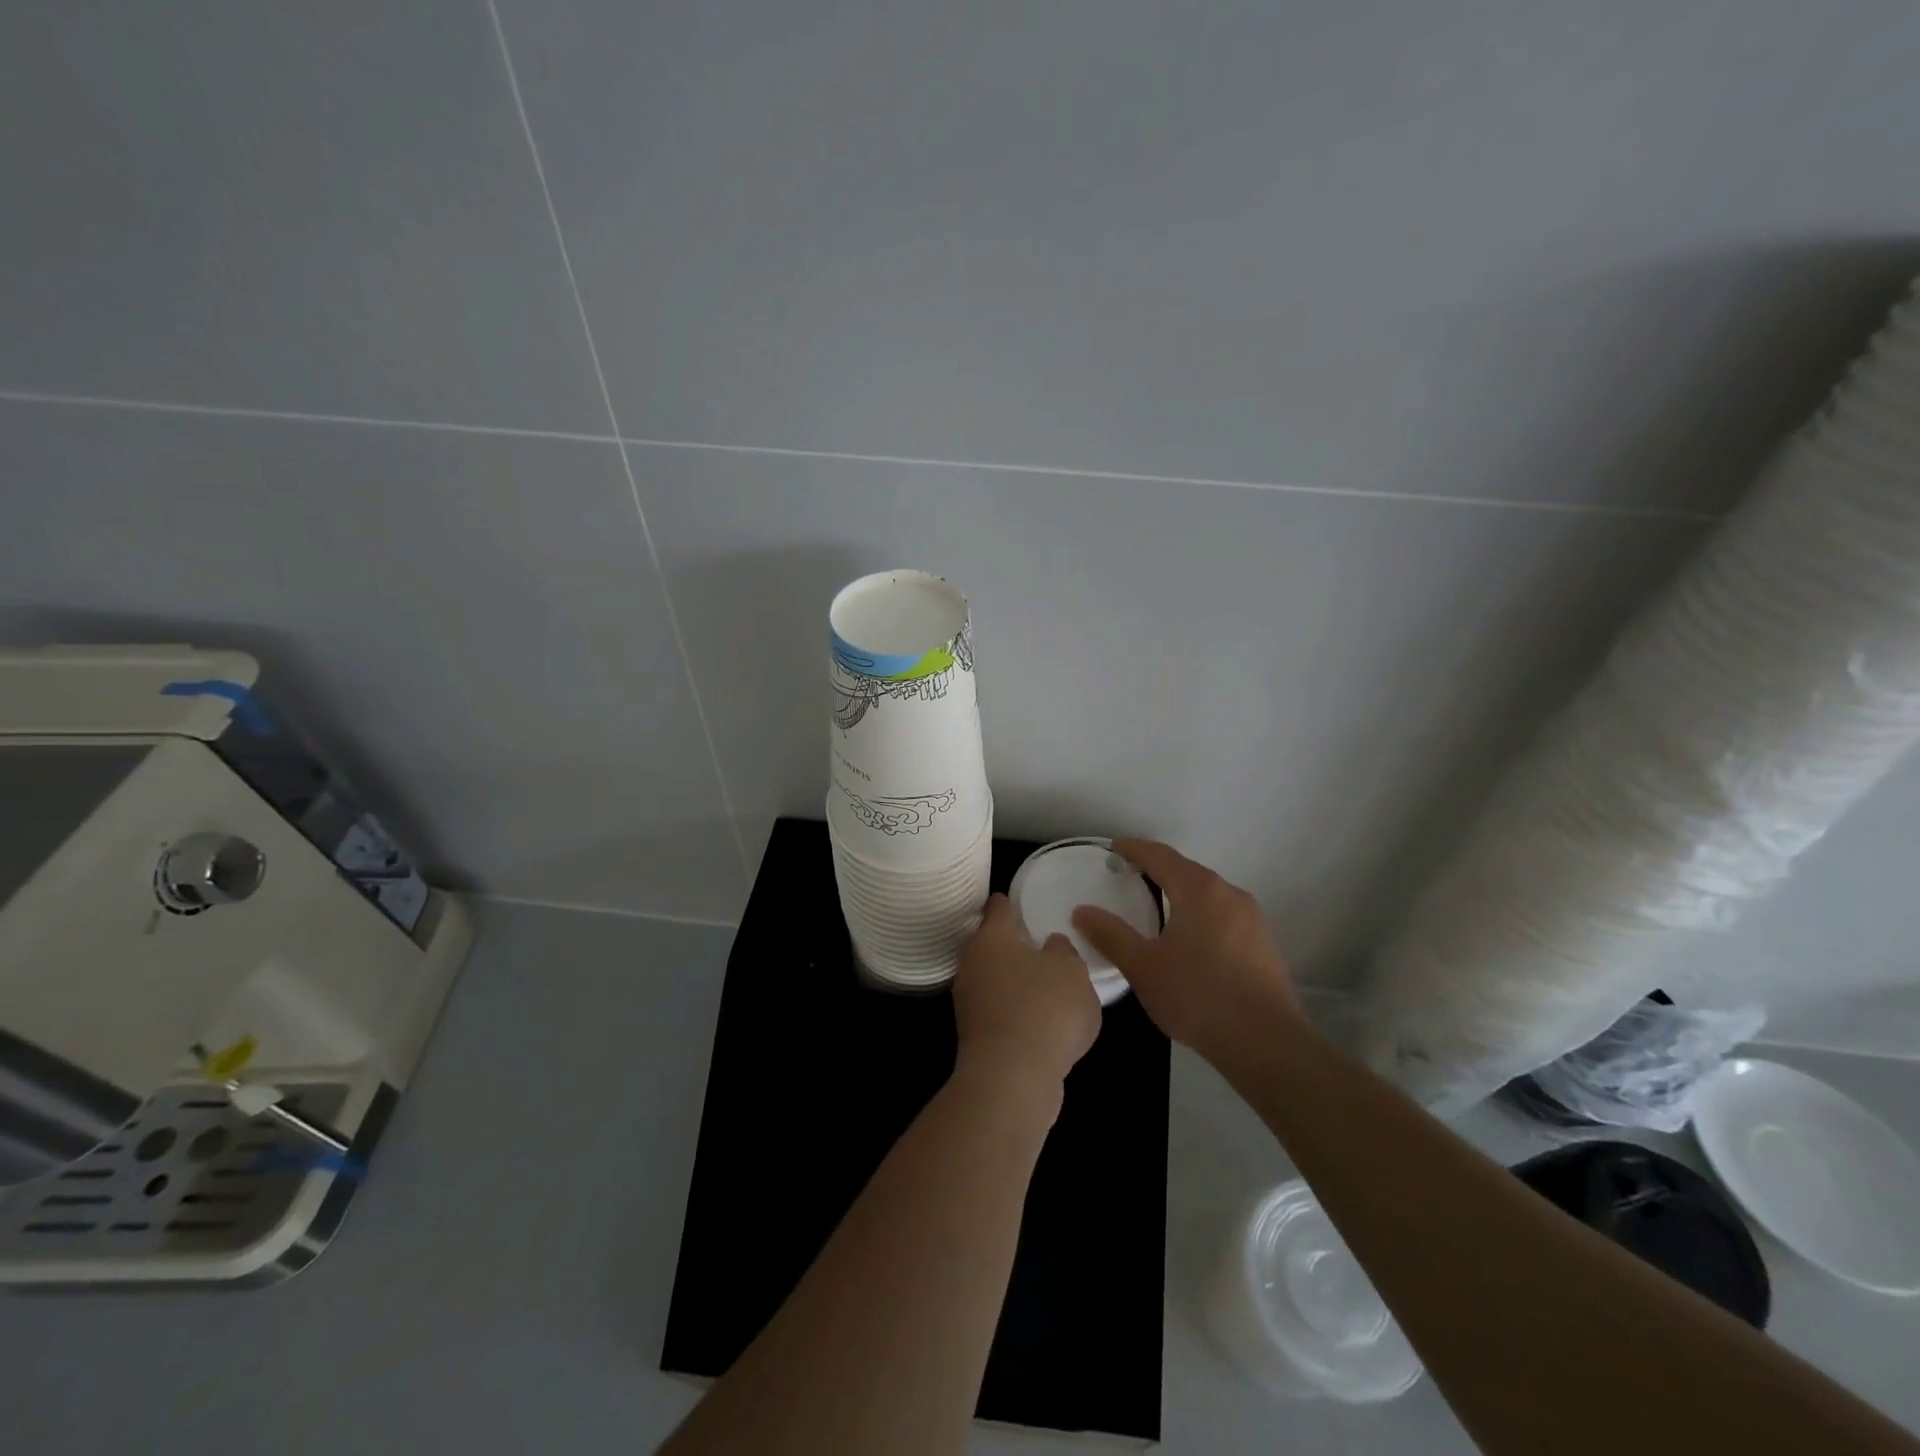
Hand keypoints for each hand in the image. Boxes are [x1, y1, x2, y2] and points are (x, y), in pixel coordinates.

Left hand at [952, 894, 1100, 1095]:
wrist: (1011, 1079)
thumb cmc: (1043, 1009)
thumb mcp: (1072, 970)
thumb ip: (1063, 951)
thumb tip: (1050, 946)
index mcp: (991, 936)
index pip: (998, 906)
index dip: (1012, 902)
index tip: (1025, 903)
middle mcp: (971, 962)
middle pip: (990, 943)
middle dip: (1011, 944)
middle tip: (1041, 945)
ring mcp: (968, 1000)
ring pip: (993, 978)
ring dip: (1013, 981)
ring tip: (1045, 986)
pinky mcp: (974, 1035)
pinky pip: (998, 1011)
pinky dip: (1015, 1011)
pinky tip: (1039, 1023)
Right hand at [1072, 839, 1301, 1074]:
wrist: (1266, 1043)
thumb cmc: (1198, 996)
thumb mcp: (1143, 967)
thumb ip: (1110, 935)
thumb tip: (1082, 911)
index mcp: (1200, 890)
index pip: (1161, 856)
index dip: (1135, 849)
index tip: (1113, 849)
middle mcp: (1229, 894)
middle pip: (1187, 871)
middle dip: (1157, 870)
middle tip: (1129, 877)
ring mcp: (1252, 919)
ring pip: (1208, 894)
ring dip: (1180, 893)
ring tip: (1155, 907)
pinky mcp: (1263, 945)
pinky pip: (1223, 915)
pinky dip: (1199, 915)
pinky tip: (1188, 939)